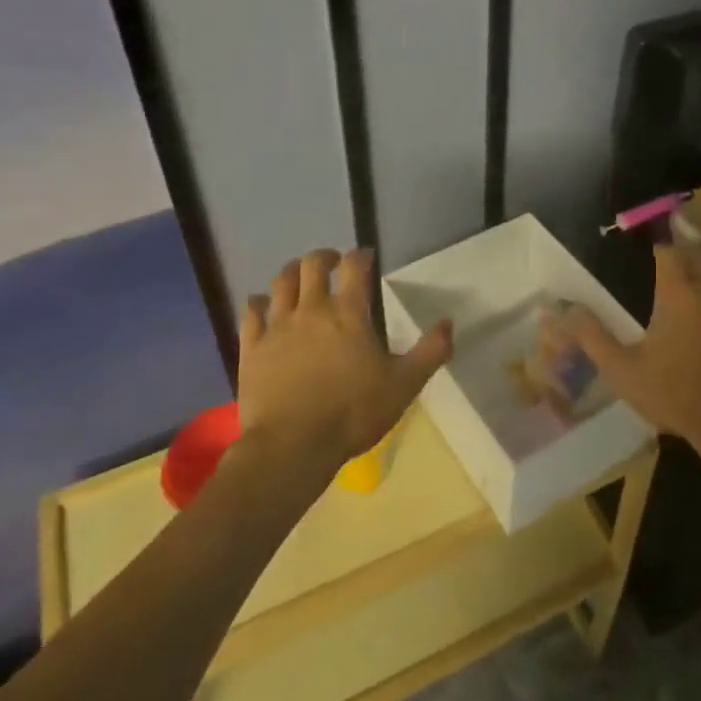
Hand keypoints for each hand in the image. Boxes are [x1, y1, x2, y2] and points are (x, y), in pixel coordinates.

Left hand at [236, 248, 452, 474]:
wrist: (293, 445)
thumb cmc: (353, 413)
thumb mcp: (404, 385)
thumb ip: (430, 352)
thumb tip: (448, 322)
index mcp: (348, 314)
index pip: (354, 267)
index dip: (361, 255)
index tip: (366, 256)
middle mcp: (311, 310)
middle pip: (312, 265)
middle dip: (324, 257)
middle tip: (333, 263)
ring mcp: (278, 327)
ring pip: (281, 282)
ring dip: (292, 272)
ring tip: (299, 276)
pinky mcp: (252, 347)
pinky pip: (251, 312)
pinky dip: (259, 303)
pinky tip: (263, 305)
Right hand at [558, 241, 700, 449]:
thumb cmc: (675, 394)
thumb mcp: (623, 370)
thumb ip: (592, 337)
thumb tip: (563, 311)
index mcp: (678, 294)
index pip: (670, 252)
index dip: (662, 245)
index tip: (656, 244)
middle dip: (689, 251)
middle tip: (678, 253)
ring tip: (700, 281)